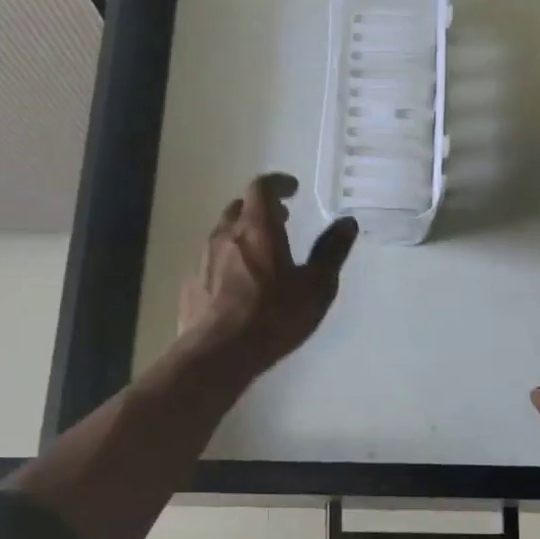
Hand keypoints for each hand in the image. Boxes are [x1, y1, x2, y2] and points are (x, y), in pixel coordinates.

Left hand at [178, 173, 357, 374]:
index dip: (278, 183)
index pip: (262, 187)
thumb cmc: (274, 317)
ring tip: (264, 255)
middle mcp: (225, 234)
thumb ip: (332, 251)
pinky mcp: (192, 284)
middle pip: (240, 208)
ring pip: (224, 234)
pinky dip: (229, 260)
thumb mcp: (316, 286)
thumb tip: (347, 221)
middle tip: (282, 221)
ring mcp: (203, 259)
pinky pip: (212, 260)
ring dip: (244, 235)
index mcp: (257, 228)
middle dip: (261, 209)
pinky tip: (241, 285)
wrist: (219, 354)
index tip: (292, 189)